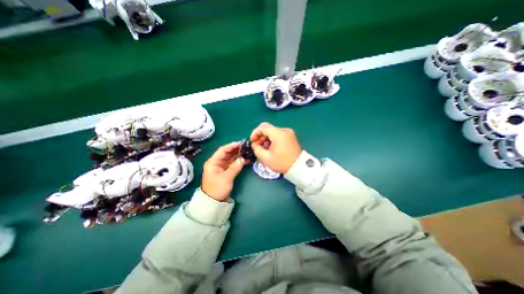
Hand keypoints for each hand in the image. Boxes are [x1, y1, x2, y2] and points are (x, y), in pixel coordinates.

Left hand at [202, 142, 248, 201]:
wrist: (213, 202)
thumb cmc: (217, 189)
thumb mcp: (226, 178)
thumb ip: (235, 167)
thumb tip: (243, 159)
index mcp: (213, 162)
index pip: (222, 150)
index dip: (231, 146)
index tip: (241, 143)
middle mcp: (216, 163)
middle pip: (227, 153)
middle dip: (236, 150)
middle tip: (246, 147)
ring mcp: (221, 167)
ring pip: (230, 158)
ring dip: (238, 155)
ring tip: (247, 152)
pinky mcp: (225, 171)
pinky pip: (232, 164)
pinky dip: (238, 162)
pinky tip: (245, 160)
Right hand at [249, 121, 303, 172]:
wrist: (298, 167)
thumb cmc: (282, 163)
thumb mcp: (266, 158)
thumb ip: (256, 149)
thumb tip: (254, 144)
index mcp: (279, 134)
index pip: (263, 127)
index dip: (255, 132)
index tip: (252, 141)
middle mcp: (284, 130)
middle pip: (268, 128)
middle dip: (260, 136)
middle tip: (257, 146)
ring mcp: (289, 132)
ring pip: (272, 131)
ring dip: (266, 138)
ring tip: (264, 148)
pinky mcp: (290, 136)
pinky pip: (278, 134)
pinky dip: (272, 139)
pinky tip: (271, 147)